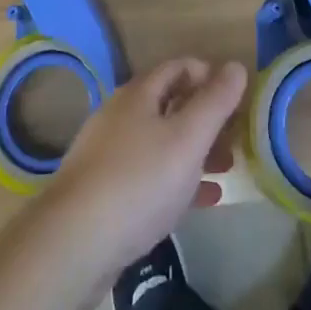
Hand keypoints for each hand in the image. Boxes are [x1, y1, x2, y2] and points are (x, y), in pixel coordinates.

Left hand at [36, 58, 247, 291]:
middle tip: (236, 138)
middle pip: (170, 104)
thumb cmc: (138, 181)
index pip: (178, 67)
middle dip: (206, 118)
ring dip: (195, 151)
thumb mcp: (187, 138)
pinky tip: (203, 200)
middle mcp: (121, 116)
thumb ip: (215, 102)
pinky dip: (178, 180)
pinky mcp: (105, 191)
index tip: (236, 98)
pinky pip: (150, 175)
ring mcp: (110, 154)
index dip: (209, 75)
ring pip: (162, 142)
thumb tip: (237, 66)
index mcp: (139, 94)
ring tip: (226, 169)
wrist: (74, 243)